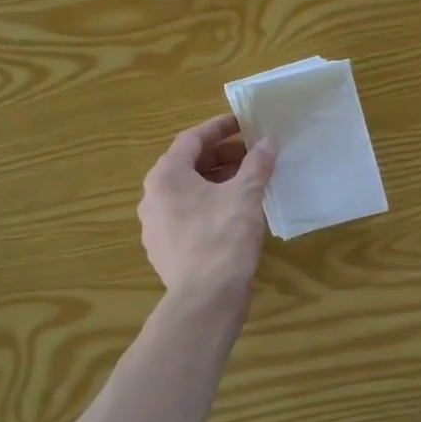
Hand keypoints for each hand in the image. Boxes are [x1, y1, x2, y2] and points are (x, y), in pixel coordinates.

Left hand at [139, 114, 278, 298]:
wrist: (205, 298)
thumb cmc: (223, 236)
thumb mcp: (246, 194)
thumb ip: (257, 164)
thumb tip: (268, 141)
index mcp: (165, 176)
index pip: (192, 139)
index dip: (220, 128)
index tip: (244, 123)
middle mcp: (152, 197)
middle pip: (188, 165)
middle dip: (221, 156)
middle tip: (252, 153)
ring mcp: (155, 226)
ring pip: (188, 192)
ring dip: (217, 181)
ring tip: (248, 181)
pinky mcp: (165, 250)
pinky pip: (187, 216)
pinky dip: (209, 205)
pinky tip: (234, 212)